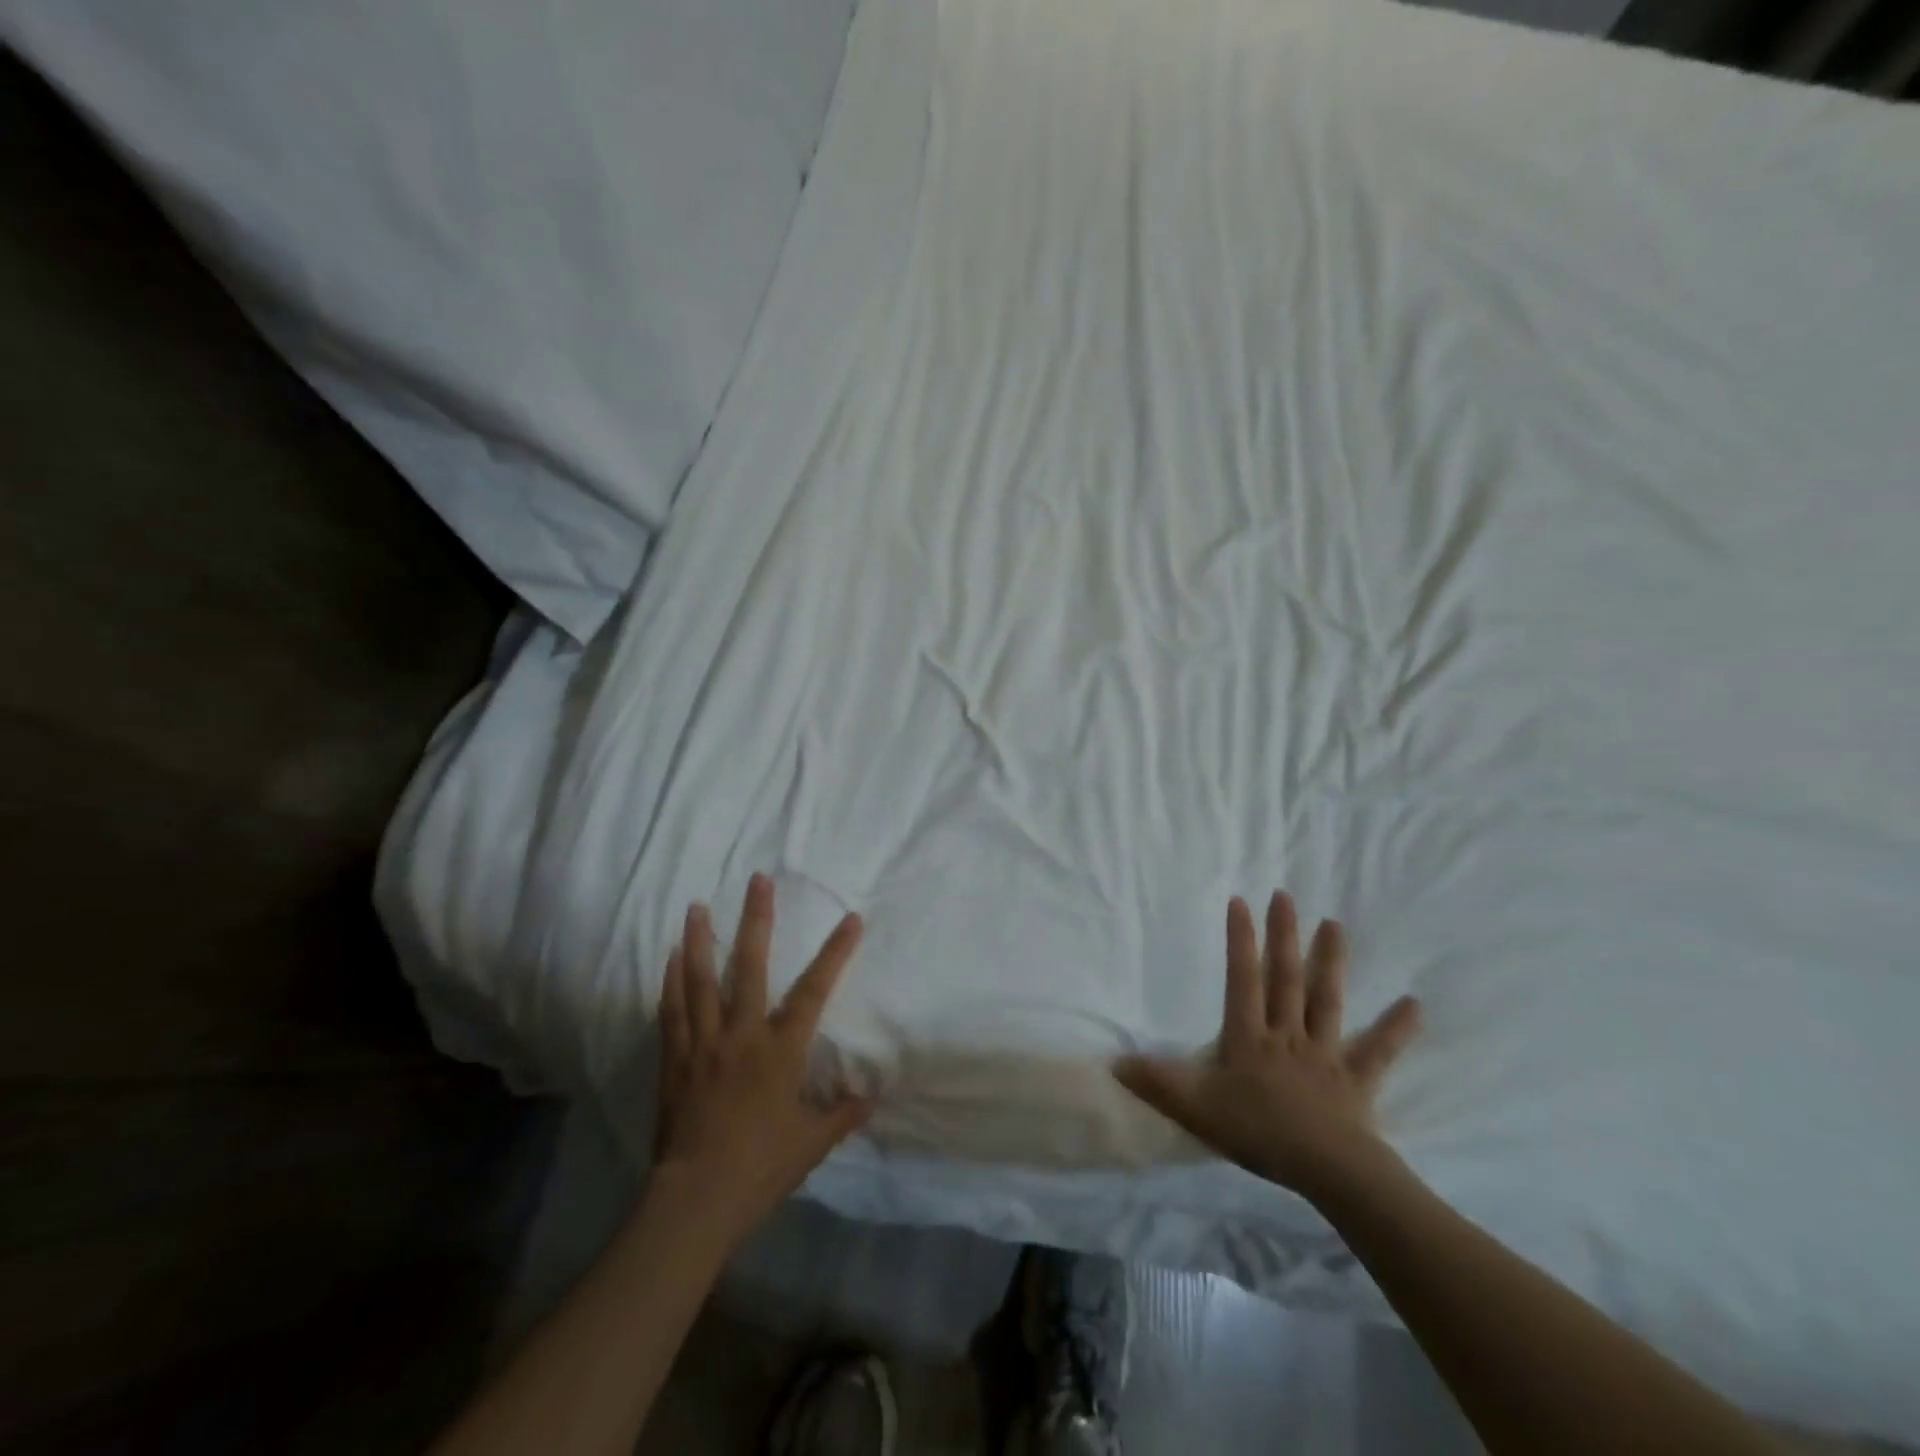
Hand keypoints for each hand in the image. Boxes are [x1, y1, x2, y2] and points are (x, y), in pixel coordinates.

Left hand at [652, 874, 870, 1243]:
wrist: (696, 1199)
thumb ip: (842, 1115)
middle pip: (749, 966)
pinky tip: (671, 957)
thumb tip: (870, 1096)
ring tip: (697, 906)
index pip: (814, 990)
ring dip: (700, 940)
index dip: (835, 952)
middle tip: (757, 881)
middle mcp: (741, 1034)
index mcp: (780, 1050)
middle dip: (756, 920)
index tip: (850, 919)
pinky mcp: (675, 1060)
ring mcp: (704, 1044)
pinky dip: (671, 981)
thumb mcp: (812, 1144)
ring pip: (700, 980)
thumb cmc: (760, 1167)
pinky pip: (672, 1011)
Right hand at [1114, 892, 1421, 1196]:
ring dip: (1329, 962)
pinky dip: (1396, 1028)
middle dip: (1283, 936)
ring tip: (1334, 925)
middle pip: (1285, 978)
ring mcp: (1324, 1054)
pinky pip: (1378, 1051)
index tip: (1241, 901)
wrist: (1326, 1169)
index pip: (1242, 979)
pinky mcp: (1356, 1080)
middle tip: (1286, 896)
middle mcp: (1287, 1034)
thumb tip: (1113, 1061)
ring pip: (1326, 1000)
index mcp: (1249, 1037)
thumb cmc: (1257, 1133)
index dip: (1240, 940)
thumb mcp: (1195, 1108)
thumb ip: (1156, 1082)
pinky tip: (1415, 1005)